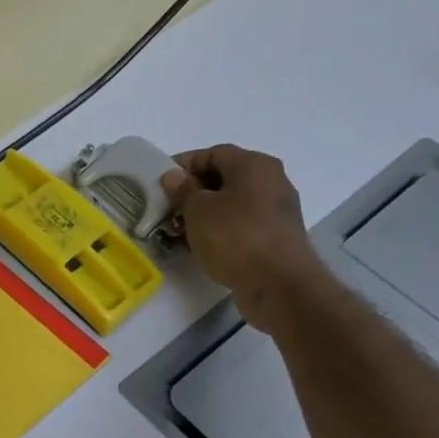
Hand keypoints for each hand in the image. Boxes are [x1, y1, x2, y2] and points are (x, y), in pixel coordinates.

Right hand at [162, 145, 327, 333]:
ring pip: (230, 204)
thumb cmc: (236, 238)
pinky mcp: (274, 237)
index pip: (212, 153)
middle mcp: (270, 181)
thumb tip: (173, 176)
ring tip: (177, 231)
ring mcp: (275, 210)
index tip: (160, 183)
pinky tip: (198, 246)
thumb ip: (182, 190)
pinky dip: (218, 231)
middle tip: (166, 209)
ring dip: (203, 214)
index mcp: (254, 165)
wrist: (278, 284)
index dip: (183, 165)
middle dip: (191, 192)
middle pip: (223, 178)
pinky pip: (239, 225)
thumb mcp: (199, 210)